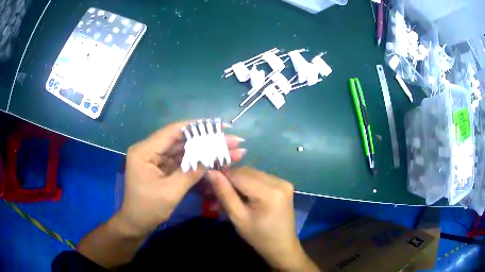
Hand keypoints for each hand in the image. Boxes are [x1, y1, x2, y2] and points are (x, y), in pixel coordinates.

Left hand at [119, 121, 245, 236]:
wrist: (137, 224)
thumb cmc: (148, 209)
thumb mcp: (170, 192)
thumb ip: (191, 172)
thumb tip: (213, 155)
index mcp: (144, 151)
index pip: (172, 132)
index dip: (197, 127)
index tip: (219, 126)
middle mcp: (150, 150)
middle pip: (181, 140)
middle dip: (207, 140)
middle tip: (231, 140)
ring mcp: (157, 159)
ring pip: (184, 150)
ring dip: (205, 150)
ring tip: (230, 149)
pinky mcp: (163, 167)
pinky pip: (183, 161)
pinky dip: (199, 161)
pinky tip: (215, 159)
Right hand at [206, 167, 317, 270]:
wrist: (282, 246)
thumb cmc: (258, 236)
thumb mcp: (238, 218)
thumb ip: (224, 193)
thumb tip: (210, 172)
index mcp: (269, 192)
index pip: (239, 174)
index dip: (222, 176)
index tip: (209, 185)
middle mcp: (279, 182)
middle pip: (246, 172)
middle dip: (230, 179)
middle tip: (217, 193)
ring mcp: (283, 182)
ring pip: (253, 173)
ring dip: (239, 181)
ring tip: (230, 196)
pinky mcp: (284, 184)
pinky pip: (261, 178)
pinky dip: (250, 183)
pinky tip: (245, 195)